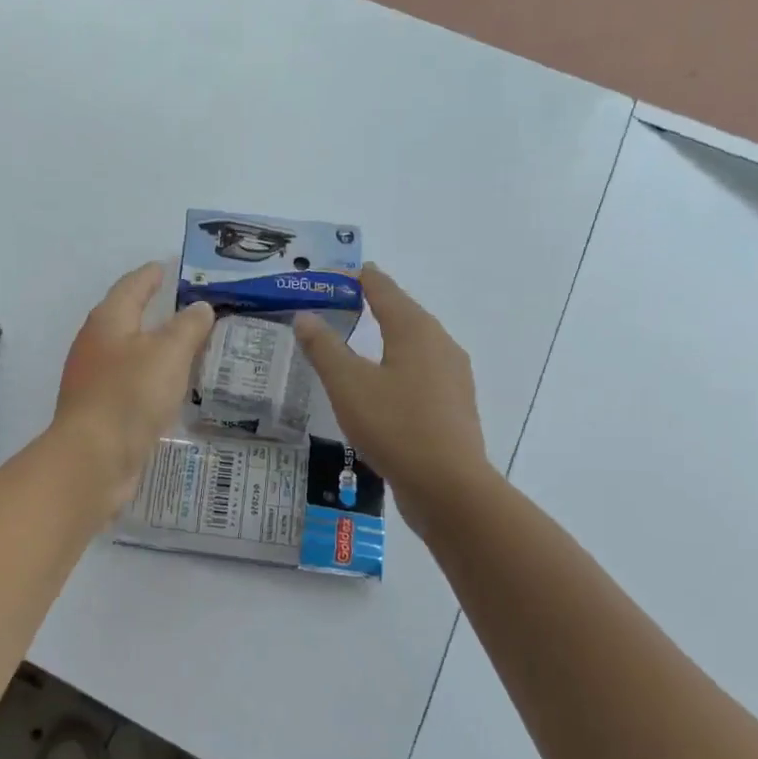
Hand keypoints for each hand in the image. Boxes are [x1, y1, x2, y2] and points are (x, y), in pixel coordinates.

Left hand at [54, 263, 213, 516]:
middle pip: (129, 318)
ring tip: (191, 347)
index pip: (133, 286)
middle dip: (158, 312)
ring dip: (157, 348)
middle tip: (194, 308)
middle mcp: (96, 345)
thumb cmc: (129, 396)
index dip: (154, 274)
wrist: (93, 460)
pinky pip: (133, 384)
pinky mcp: (102, 411)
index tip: (172, 266)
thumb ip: (188, 327)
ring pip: (132, 354)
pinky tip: (173, 388)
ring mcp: (95, 380)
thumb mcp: (168, 353)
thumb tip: (200, 307)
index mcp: (108, 321)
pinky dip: (153, 379)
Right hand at [294, 264, 488, 532]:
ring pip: (416, 345)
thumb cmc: (395, 426)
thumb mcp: (348, 385)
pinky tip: (385, 384)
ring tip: (362, 340)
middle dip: (376, 305)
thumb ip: (325, 348)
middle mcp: (440, 345)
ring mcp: (452, 377)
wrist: (447, 485)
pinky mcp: (453, 406)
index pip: (385, 291)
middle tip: (344, 303)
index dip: (363, 279)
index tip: (342, 272)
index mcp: (416, 331)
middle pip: (405, 314)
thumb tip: (305, 316)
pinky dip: (399, 365)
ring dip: (389, 337)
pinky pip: (421, 372)